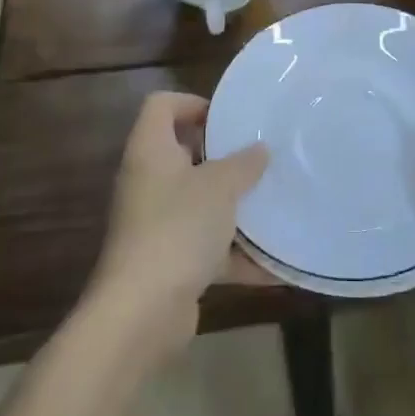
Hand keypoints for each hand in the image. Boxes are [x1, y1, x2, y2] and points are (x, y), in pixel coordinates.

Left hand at [88, 92, 268, 361]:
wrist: (141, 312)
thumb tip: (259, 149)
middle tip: (258, 158)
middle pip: (182, 153)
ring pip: (197, 202)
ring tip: (272, 204)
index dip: (193, 103)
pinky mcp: (168, 262)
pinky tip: (272, 264)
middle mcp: (148, 182)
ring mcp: (155, 224)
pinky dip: (235, 255)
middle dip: (223, 157)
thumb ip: (243, 164)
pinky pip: (206, 248)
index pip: (161, 106)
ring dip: (232, 207)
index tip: (229, 120)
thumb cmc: (178, 228)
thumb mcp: (220, 187)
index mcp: (150, 150)